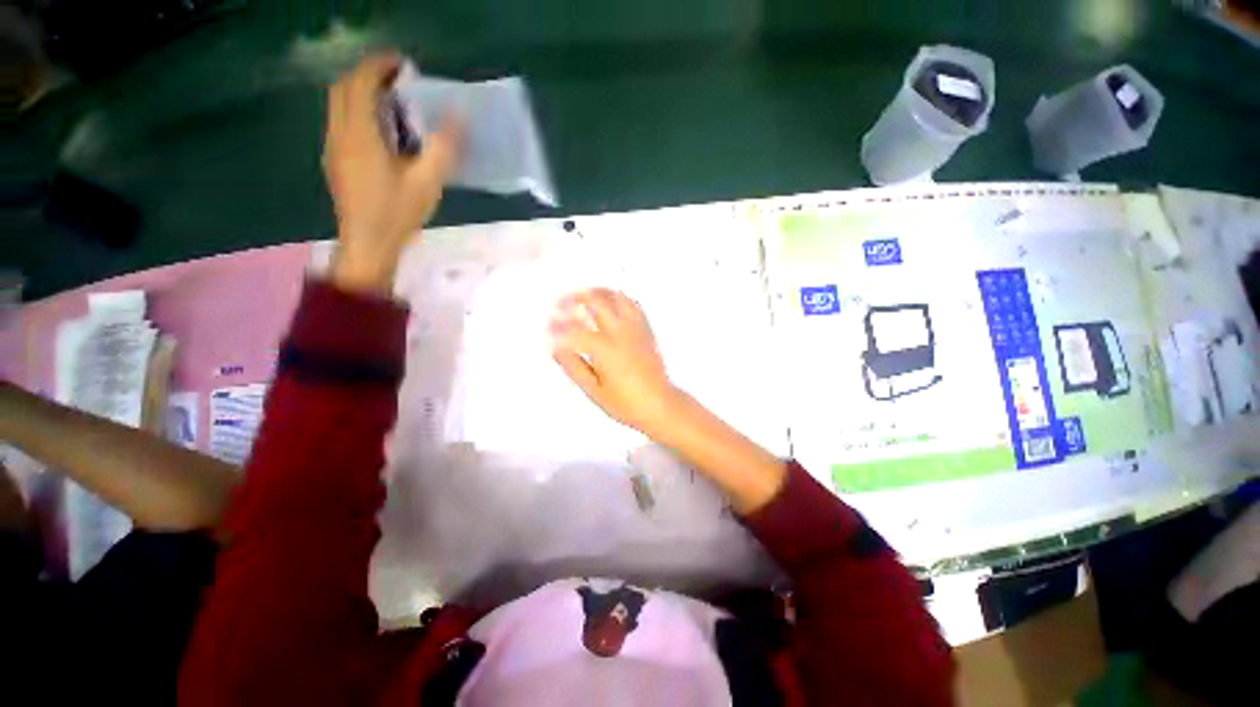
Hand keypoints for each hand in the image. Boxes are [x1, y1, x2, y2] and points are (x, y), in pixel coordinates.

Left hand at [324, 53, 461, 293]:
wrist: (368, 244)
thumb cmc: (397, 214)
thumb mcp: (428, 183)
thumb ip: (442, 148)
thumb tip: (458, 118)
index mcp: (360, 134)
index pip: (360, 83)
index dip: (378, 65)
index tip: (403, 64)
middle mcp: (339, 133)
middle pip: (343, 88)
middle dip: (368, 75)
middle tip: (398, 79)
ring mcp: (333, 147)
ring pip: (339, 104)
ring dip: (361, 93)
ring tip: (393, 102)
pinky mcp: (335, 160)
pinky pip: (341, 122)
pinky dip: (358, 112)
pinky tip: (382, 131)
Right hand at [550, 288, 680, 434]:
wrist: (660, 404)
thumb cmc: (626, 403)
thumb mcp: (594, 390)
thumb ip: (573, 367)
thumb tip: (556, 348)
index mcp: (605, 349)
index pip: (575, 330)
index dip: (558, 327)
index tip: (548, 328)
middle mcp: (621, 332)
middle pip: (596, 301)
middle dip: (575, 298)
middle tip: (561, 303)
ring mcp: (636, 328)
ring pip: (616, 296)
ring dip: (596, 293)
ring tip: (582, 298)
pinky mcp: (646, 329)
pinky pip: (632, 304)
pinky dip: (617, 298)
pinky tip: (608, 305)